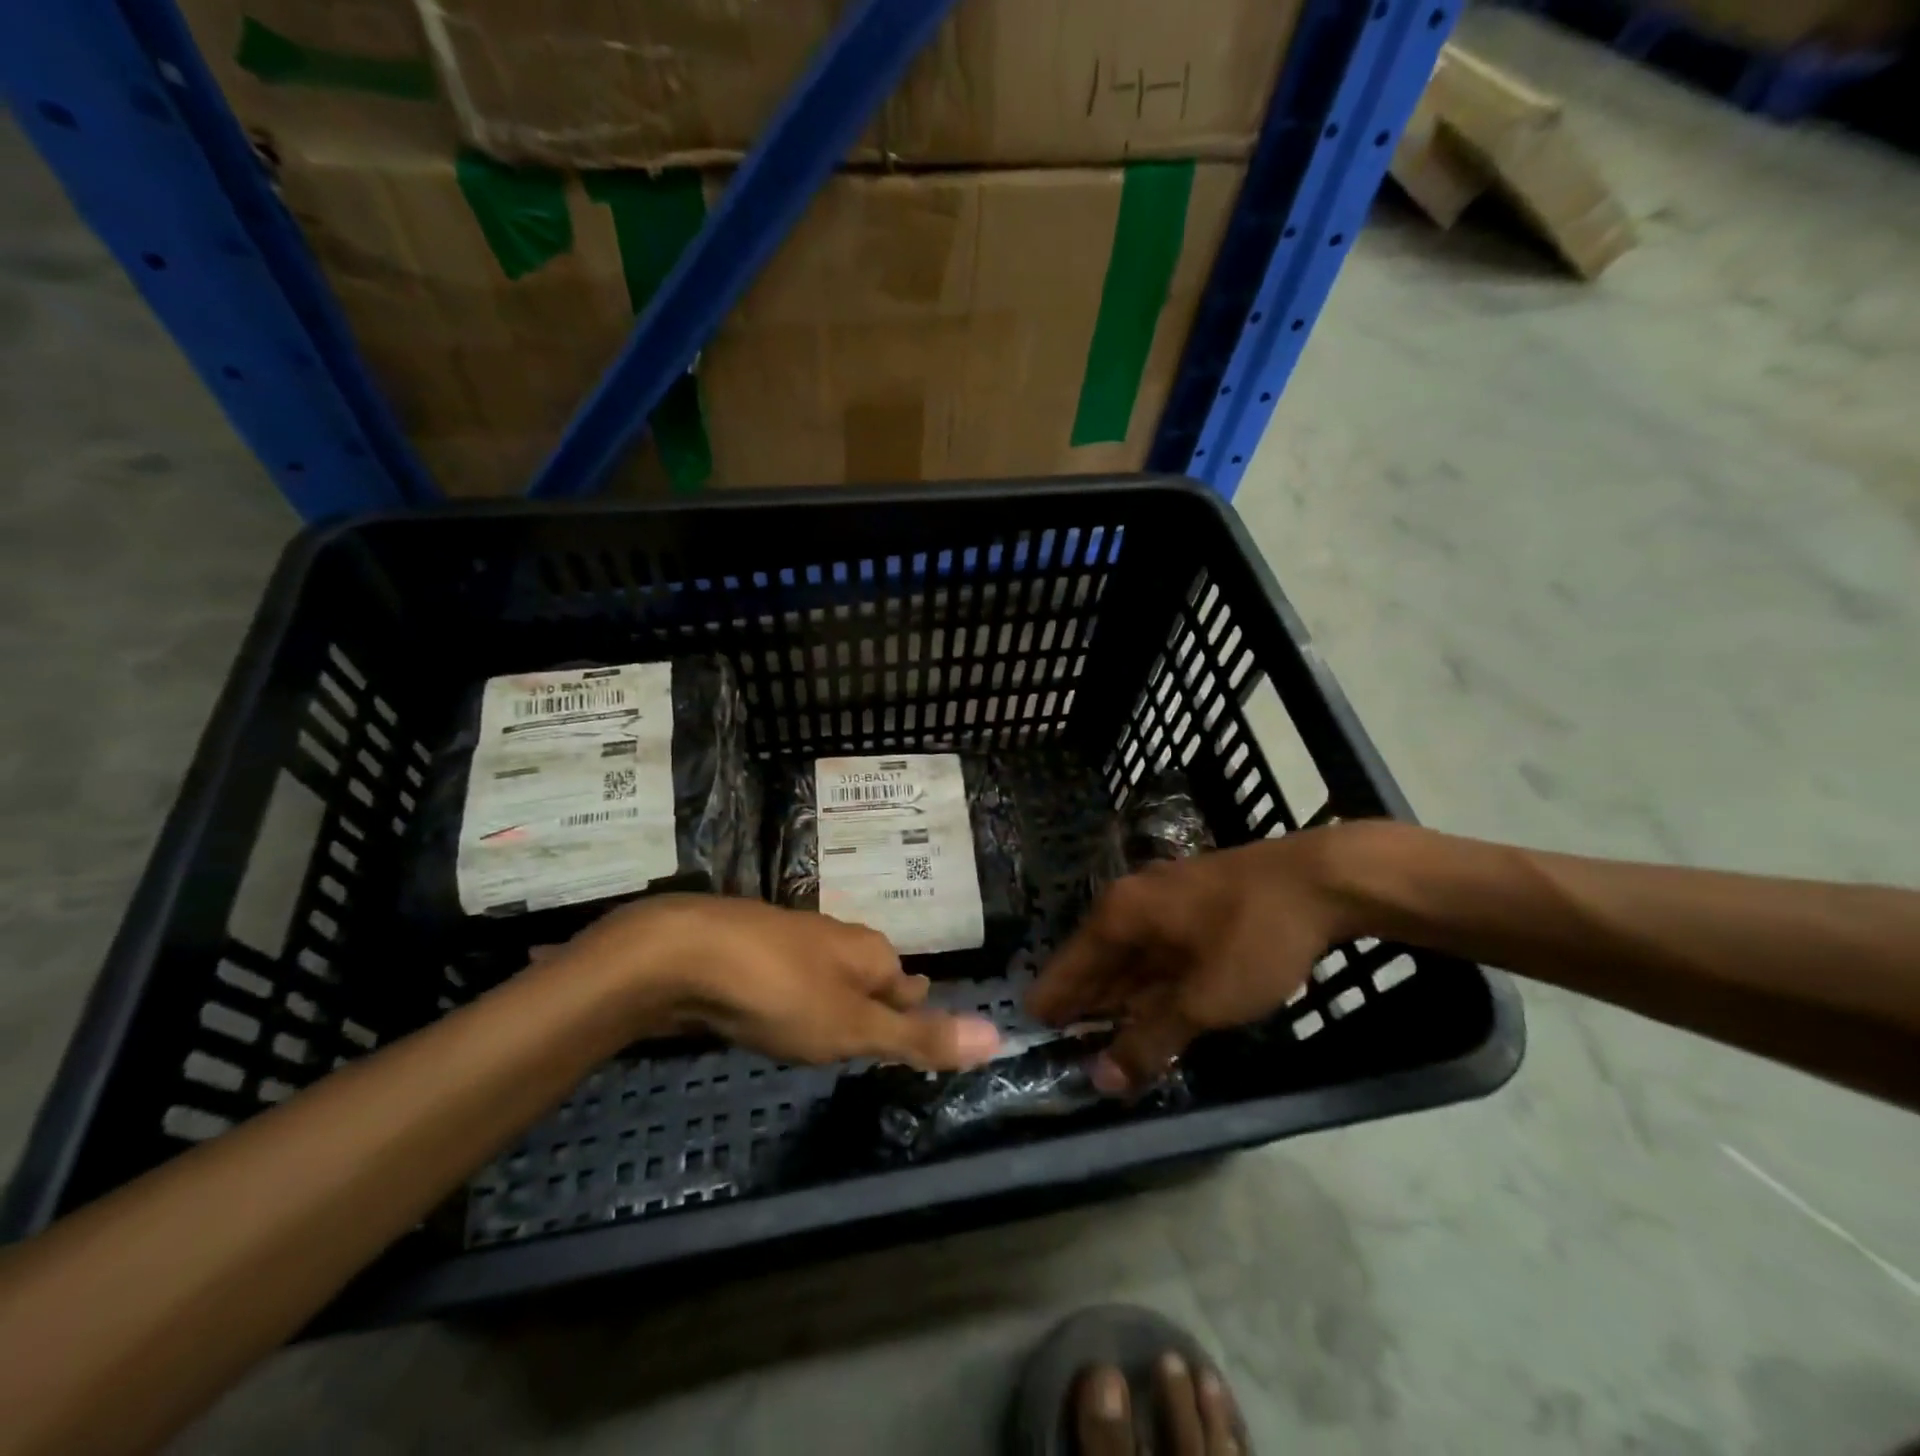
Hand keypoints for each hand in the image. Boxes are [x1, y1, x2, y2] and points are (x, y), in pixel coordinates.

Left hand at [565, 896, 1002, 1070]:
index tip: (917, 1035)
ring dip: (832, 999)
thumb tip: (999, 1036)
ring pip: (825, 974)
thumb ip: (919, 1037)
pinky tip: (775, 1015)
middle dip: (876, 1001)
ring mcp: (788, 940)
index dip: (914, 1011)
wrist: (682, 955)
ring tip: (832, 1030)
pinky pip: (784, 979)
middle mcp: (835, 938)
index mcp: (869, 951)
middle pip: (869, 975)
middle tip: (876, 1035)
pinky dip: (790, 999)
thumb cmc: (780, 993)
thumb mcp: (854, 1028)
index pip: (909, 985)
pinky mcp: (746, 952)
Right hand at [1029, 828, 1360, 1091]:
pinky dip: (1152, 982)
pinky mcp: (1198, 904)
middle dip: (1085, 1001)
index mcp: (1120, 915)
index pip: (1068, 964)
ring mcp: (1168, 899)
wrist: (1322, 879)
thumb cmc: (1251, 936)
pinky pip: (1160, 950)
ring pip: (1132, 955)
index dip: (1052, 999)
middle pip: (1097, 958)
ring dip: (1120, 994)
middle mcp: (1134, 901)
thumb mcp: (1203, 1000)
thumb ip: (1150, 1040)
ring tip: (1104, 1031)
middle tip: (1066, 1041)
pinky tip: (1154, 1004)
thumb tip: (1102, 1081)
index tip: (1031, 1029)